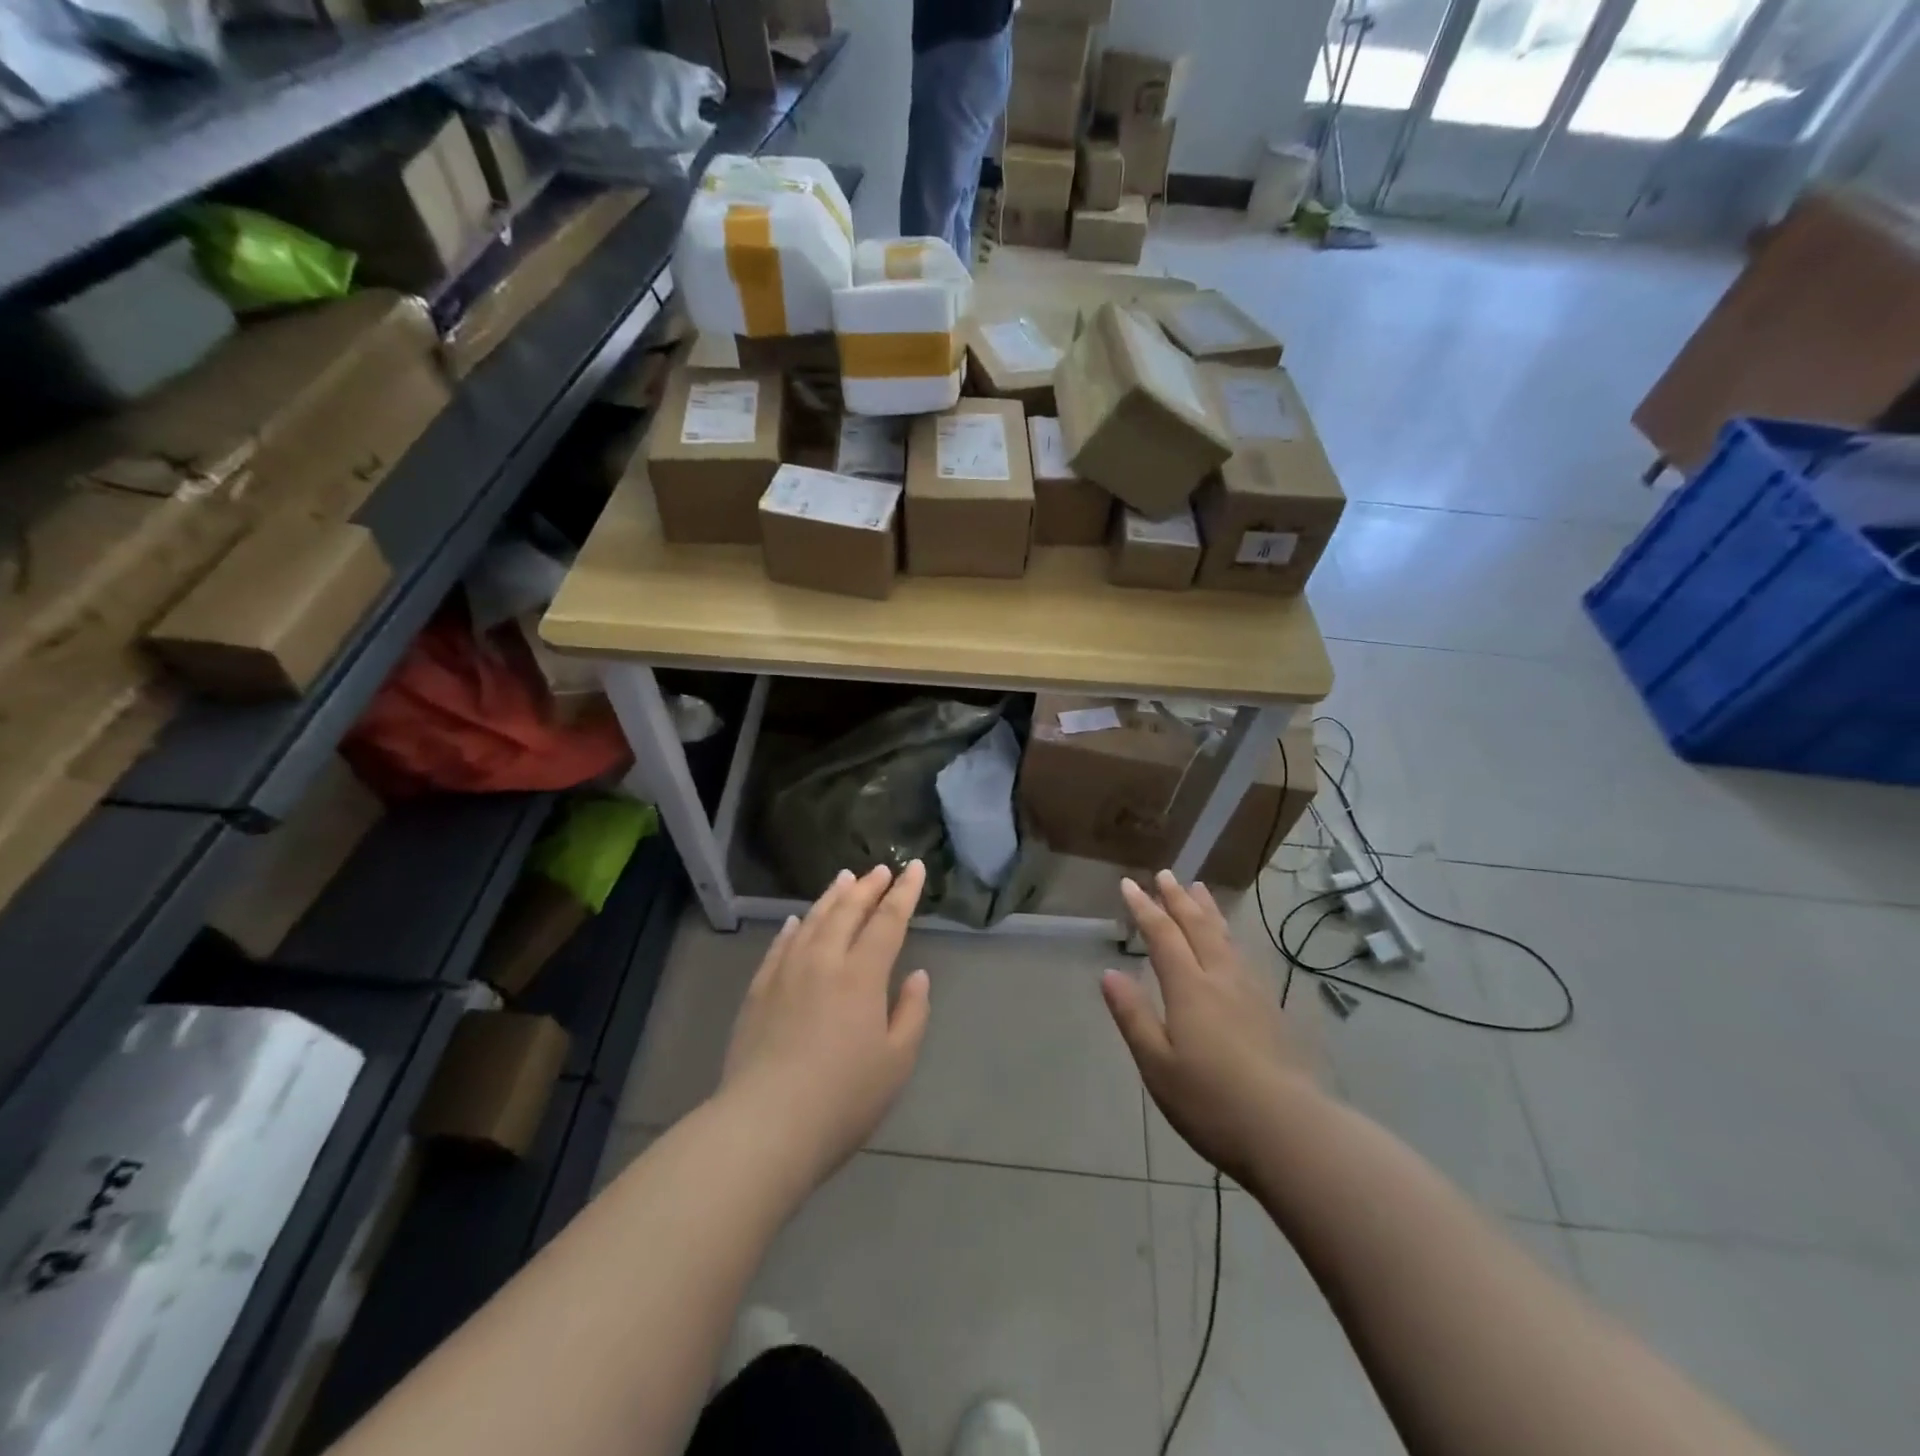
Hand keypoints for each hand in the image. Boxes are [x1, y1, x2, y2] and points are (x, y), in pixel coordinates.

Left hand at [719, 862, 930, 1185]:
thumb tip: (917, 976)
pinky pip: (779, 947)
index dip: (904, 893)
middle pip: (848, 912)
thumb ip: (912, 1013)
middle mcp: (824, 961)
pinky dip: (792, 928)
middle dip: (868, 887)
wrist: (766, 1125)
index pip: (887, 921)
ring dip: (831, 897)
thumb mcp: (896, 1062)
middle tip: (881, 870)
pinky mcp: (758, 992)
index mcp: (862, 975)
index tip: (914, 868)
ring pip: (811, 921)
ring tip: (844, 879)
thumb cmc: (843, 1098)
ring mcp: (786, 973)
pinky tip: (794, 921)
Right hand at [1102, 871, 1319, 1182]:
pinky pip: (1244, 956)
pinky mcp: (1271, 1010)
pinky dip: (1231, 936)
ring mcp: (1251, 993)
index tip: (1129, 885)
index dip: (1144, 908)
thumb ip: (1134, 1016)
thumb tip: (1109, 974)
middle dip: (1178, 899)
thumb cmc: (1211, 1101)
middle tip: (1166, 874)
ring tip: (1200, 889)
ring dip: (1208, 910)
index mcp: (1189, 989)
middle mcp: (1221, 979)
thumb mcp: (1157, 1064)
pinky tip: (1233, 943)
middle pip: (1198, 927)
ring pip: (1225, 937)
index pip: (1163, 936)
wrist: (1289, 1130)